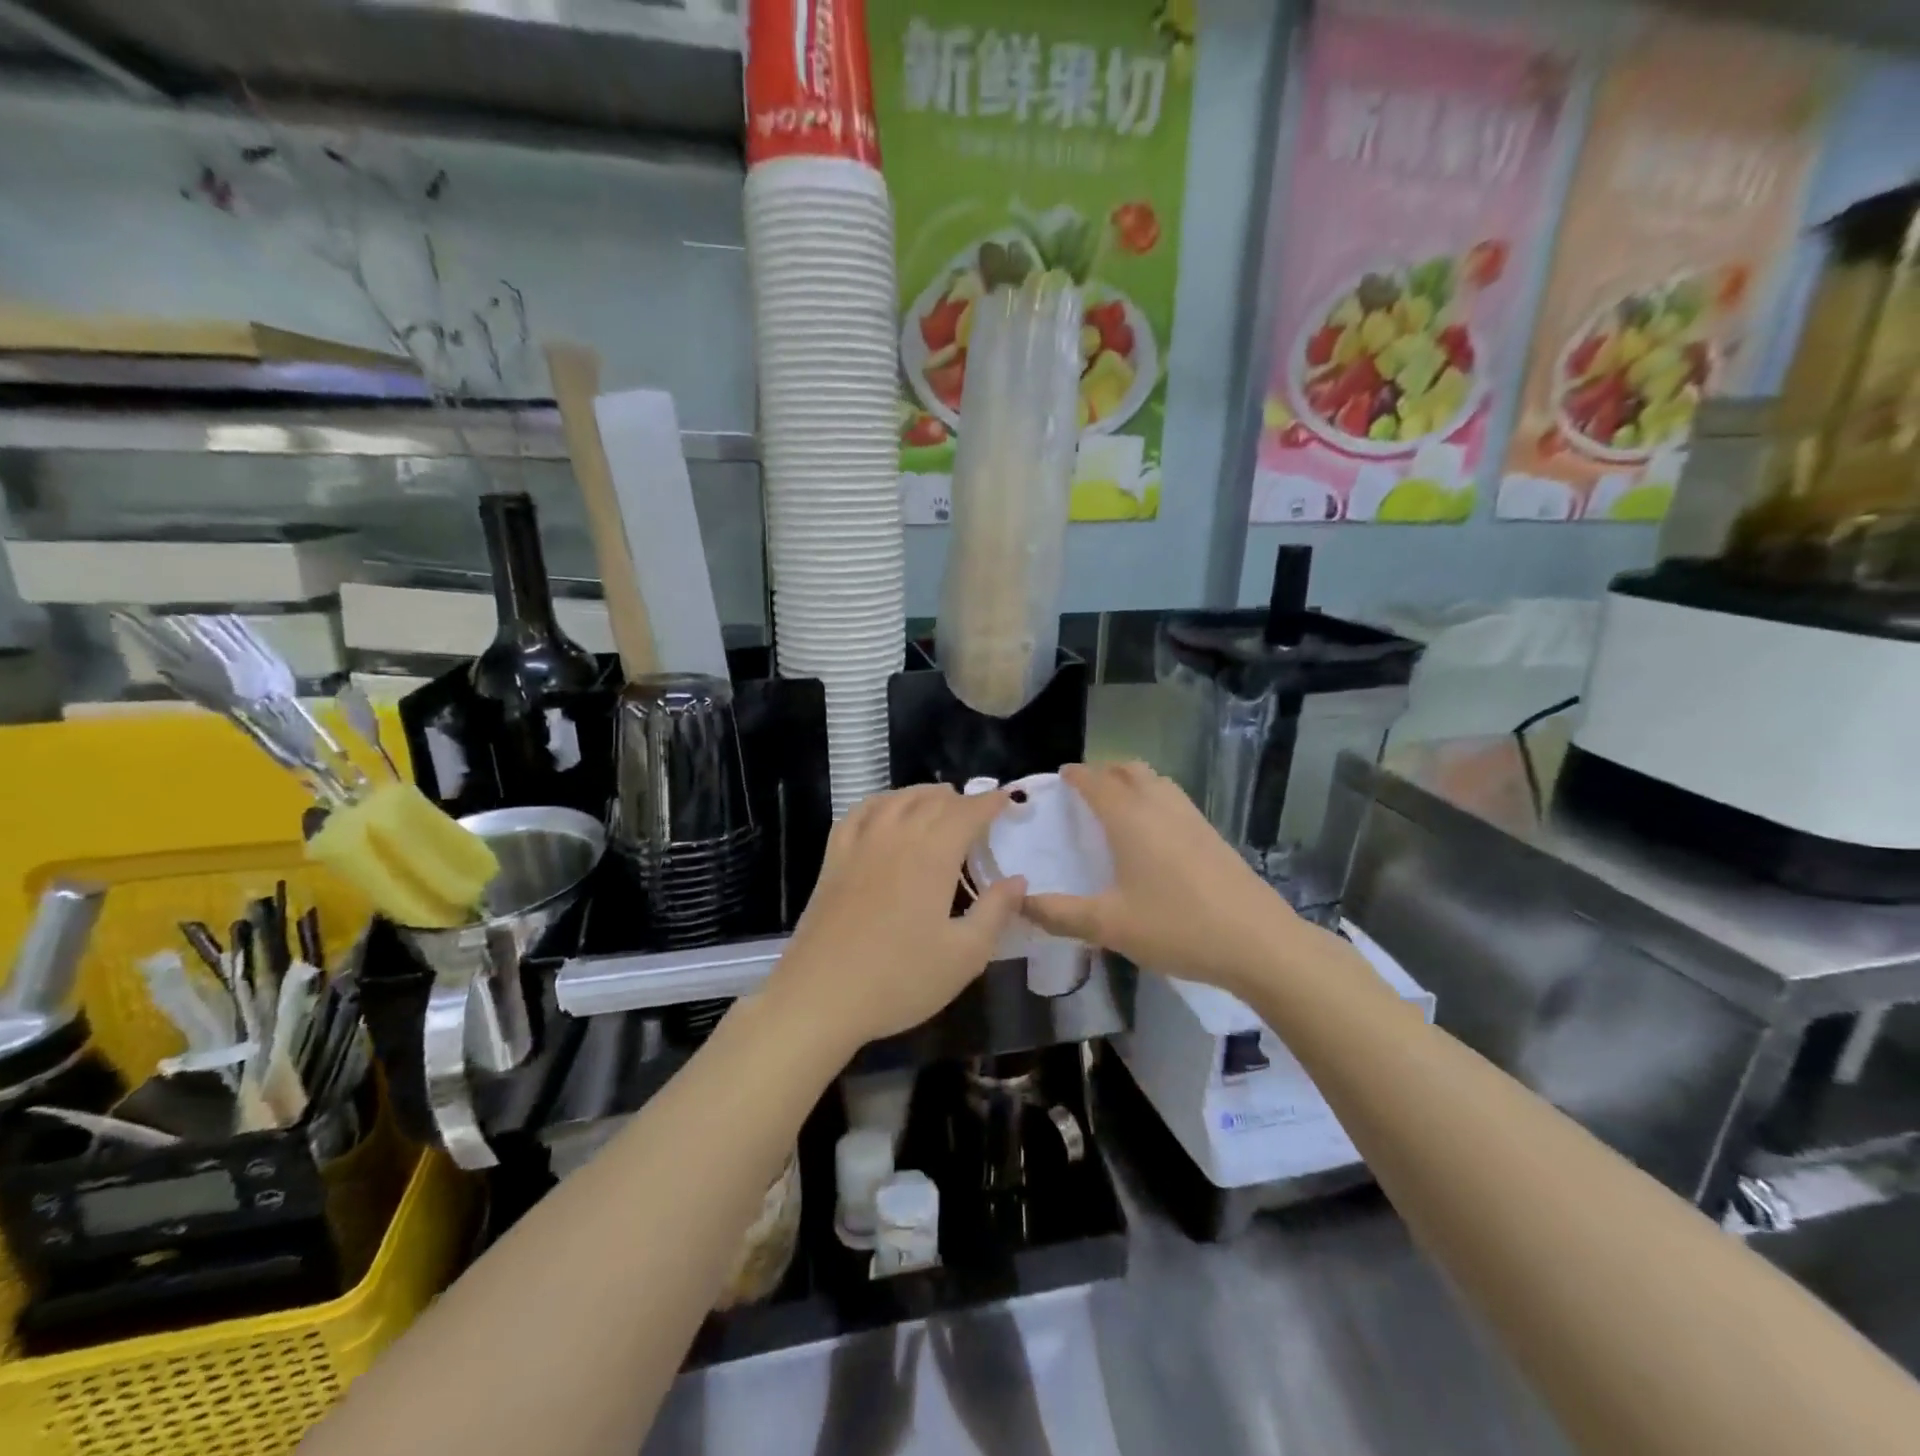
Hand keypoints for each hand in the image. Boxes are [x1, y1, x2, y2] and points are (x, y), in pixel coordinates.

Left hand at [762, 784, 1025, 1050]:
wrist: (820, 997)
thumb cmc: (900, 979)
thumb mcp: (964, 955)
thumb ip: (995, 912)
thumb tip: (1018, 879)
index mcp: (932, 855)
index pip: (967, 812)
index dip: (990, 802)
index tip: (1007, 800)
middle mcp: (896, 836)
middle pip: (932, 801)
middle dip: (961, 799)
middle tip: (979, 809)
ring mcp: (860, 844)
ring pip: (896, 800)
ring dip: (923, 794)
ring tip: (939, 800)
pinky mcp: (834, 859)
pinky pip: (859, 813)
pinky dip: (881, 802)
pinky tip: (885, 810)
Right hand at [1023, 762, 1300, 996]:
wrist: (1259, 942)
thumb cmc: (1177, 926)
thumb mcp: (1109, 925)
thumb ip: (1060, 914)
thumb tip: (1020, 903)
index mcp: (1130, 818)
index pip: (1095, 781)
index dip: (1075, 775)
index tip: (1059, 778)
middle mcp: (1160, 806)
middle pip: (1128, 770)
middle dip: (1103, 772)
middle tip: (1083, 791)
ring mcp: (1191, 818)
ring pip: (1156, 781)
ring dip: (1131, 782)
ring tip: (1115, 806)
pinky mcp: (1212, 834)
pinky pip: (1173, 800)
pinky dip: (1153, 799)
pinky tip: (1152, 834)